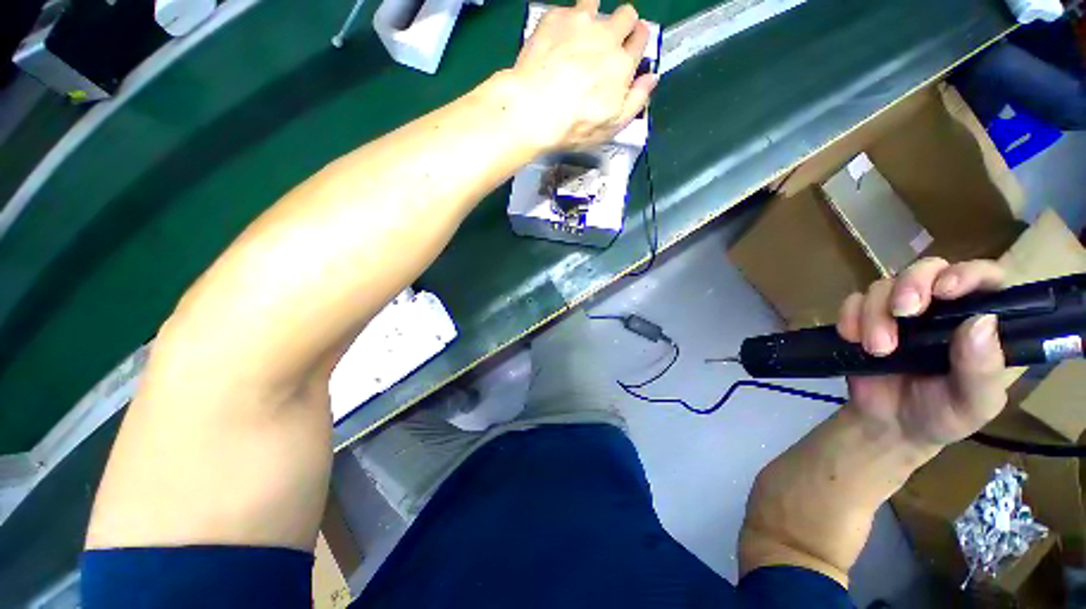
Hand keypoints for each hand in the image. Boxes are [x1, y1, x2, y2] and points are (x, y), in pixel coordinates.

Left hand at [504, 0, 656, 150]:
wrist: (533, 110)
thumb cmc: (574, 126)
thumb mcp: (611, 127)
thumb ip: (636, 101)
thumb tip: (652, 78)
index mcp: (623, 64)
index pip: (641, 39)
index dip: (636, 43)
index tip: (628, 51)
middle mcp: (607, 36)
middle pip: (626, 14)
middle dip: (622, 26)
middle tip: (606, 44)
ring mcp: (580, 23)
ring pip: (596, 4)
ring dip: (593, 16)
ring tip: (580, 37)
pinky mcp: (554, 18)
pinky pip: (566, 10)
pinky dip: (564, 23)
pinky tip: (555, 43)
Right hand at [836, 258, 1008, 446]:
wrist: (889, 425)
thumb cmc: (943, 416)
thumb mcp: (975, 404)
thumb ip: (983, 369)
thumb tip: (981, 321)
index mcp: (979, 322)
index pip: (985, 278)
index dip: (968, 273)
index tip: (945, 291)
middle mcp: (942, 309)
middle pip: (928, 269)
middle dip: (912, 284)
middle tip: (903, 312)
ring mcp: (900, 313)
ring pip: (884, 285)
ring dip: (876, 313)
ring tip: (878, 349)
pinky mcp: (865, 319)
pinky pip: (852, 302)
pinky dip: (849, 316)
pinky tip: (852, 338)